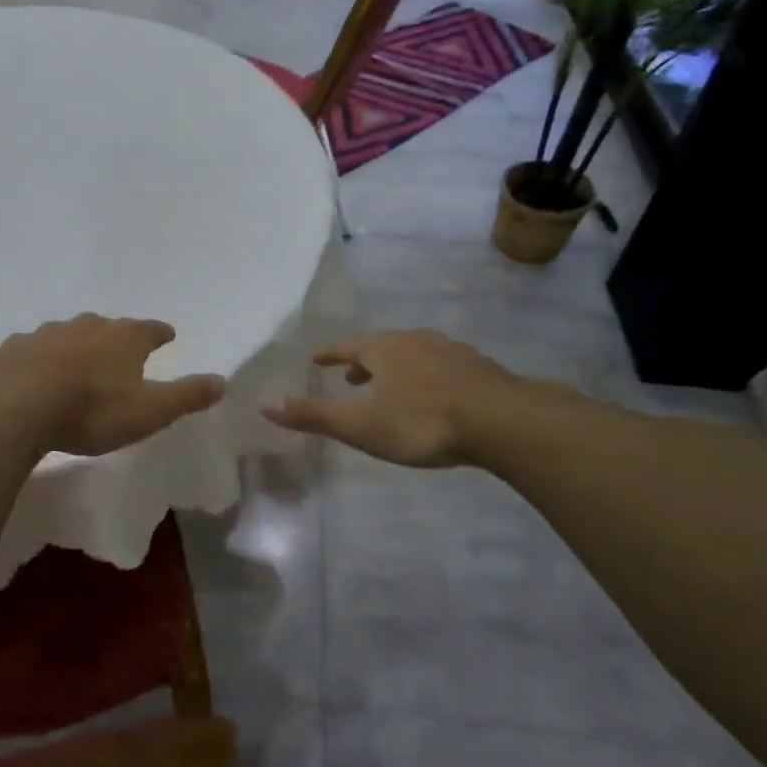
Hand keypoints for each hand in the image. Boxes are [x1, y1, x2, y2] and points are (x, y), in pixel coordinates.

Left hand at [0, 314, 226, 457]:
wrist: (15, 406)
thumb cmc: (92, 409)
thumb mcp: (149, 411)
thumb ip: (186, 396)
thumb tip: (222, 381)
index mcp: (121, 338)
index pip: (148, 329)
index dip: (159, 333)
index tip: (167, 334)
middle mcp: (84, 328)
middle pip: (105, 326)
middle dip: (115, 335)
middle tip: (120, 345)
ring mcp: (43, 336)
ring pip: (66, 335)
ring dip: (75, 345)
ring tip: (77, 360)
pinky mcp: (10, 352)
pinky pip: (31, 352)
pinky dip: (38, 360)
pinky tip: (33, 373)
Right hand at [263, 329, 561, 468]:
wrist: (503, 420)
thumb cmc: (422, 422)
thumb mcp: (361, 425)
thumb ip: (314, 416)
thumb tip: (264, 403)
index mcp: (382, 349)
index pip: (346, 347)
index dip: (330, 354)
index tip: (317, 358)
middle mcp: (413, 340)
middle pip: (380, 346)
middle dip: (362, 361)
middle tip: (350, 377)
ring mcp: (448, 350)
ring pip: (412, 353)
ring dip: (394, 366)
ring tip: (389, 385)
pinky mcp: (476, 366)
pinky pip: (439, 364)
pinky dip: (424, 374)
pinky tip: (433, 392)